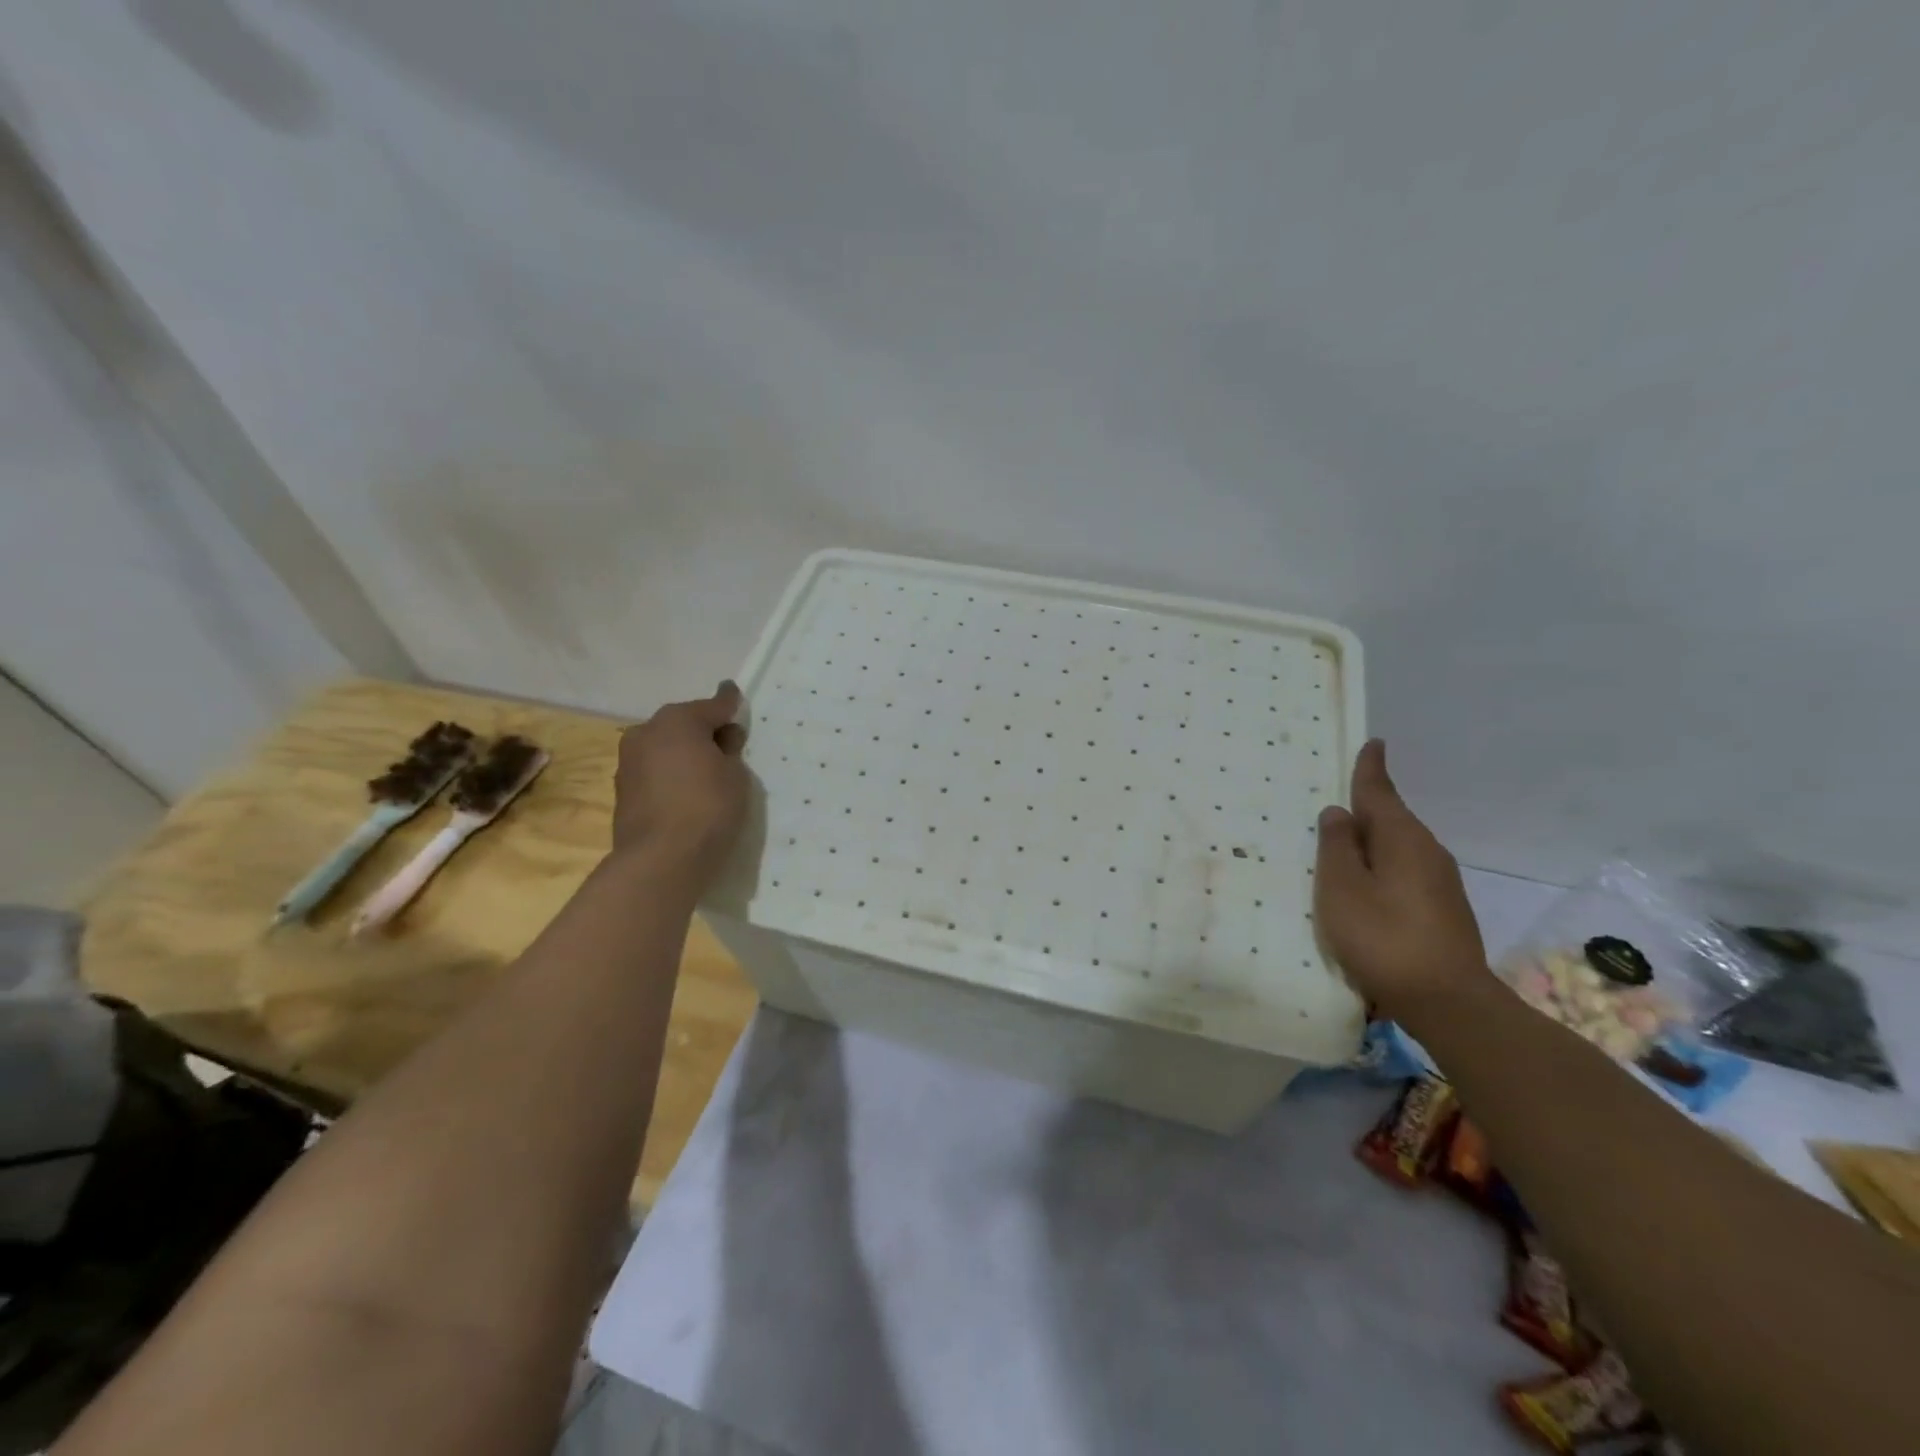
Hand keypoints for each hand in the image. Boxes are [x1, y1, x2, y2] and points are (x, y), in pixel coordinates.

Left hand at [610, 682, 749, 880]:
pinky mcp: (622, 789)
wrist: (660, 860)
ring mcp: (628, 761)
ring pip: (664, 747)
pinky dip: (669, 774)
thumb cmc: (708, 807)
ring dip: (682, 753)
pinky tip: (684, 792)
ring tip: (704, 773)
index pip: (712, 705)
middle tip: (725, 746)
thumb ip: (729, 749)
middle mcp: (647, 732)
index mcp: (678, 720)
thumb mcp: (735, 775)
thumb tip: (721, 738)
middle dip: (702, 731)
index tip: (733, 693)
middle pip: (682, 724)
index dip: (728, 703)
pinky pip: (654, 770)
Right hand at [1314, 740, 1486, 1021]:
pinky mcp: (1444, 910)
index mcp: (1402, 838)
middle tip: (1337, 803)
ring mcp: (1441, 883)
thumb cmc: (1383, 936)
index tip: (1374, 743)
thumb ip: (1336, 846)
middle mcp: (1427, 852)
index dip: (1371, 768)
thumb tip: (1338, 812)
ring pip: (1399, 848)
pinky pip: (1406, 873)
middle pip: (1391, 819)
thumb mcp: (1342, 888)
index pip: (1380, 791)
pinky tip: (1367, 888)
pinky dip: (1383, 868)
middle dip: (1366, 809)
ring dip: (1372, 843)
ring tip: (1344, 849)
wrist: (1448, 1002)